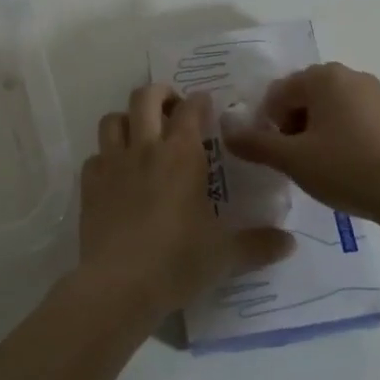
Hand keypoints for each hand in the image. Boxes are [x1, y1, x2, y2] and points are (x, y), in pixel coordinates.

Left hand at [75, 83, 294, 324]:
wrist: (118, 286)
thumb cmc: (177, 262)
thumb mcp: (225, 256)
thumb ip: (259, 245)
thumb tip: (290, 244)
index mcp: (182, 155)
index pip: (191, 109)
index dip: (200, 101)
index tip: (207, 106)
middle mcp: (145, 148)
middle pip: (145, 97)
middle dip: (160, 93)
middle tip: (172, 108)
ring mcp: (112, 164)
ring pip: (113, 119)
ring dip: (128, 119)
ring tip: (141, 135)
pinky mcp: (89, 185)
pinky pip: (95, 156)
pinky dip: (106, 157)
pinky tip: (117, 175)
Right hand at [222, 63, 379, 219]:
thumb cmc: (344, 167)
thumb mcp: (292, 159)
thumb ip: (255, 143)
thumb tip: (226, 131)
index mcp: (324, 76)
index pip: (279, 93)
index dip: (268, 123)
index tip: (274, 153)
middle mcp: (349, 74)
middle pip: (303, 96)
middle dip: (291, 125)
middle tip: (293, 160)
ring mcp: (374, 93)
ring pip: (328, 107)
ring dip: (314, 131)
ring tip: (318, 166)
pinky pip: (351, 117)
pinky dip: (338, 135)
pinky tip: (342, 164)